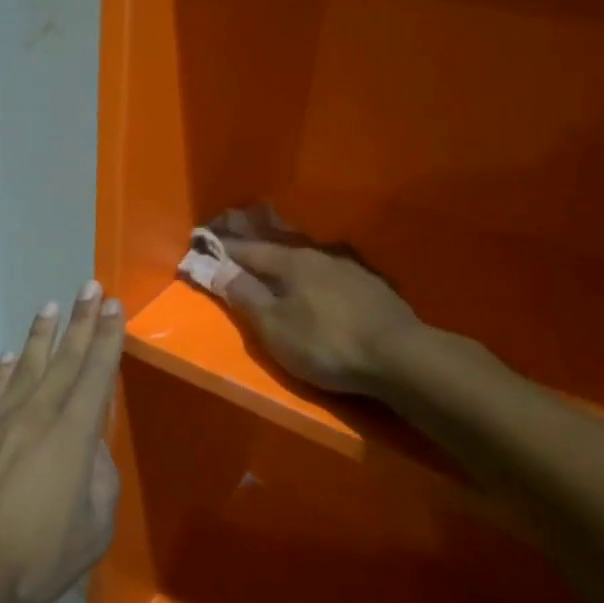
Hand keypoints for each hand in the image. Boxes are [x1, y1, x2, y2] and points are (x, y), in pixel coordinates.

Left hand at [0, 282, 123, 602]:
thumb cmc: (36, 554)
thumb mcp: (93, 528)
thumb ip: (100, 480)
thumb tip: (91, 449)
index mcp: (73, 435)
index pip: (96, 374)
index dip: (108, 338)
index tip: (114, 307)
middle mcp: (38, 414)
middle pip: (65, 359)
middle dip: (82, 321)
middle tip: (91, 287)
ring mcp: (0, 420)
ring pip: (25, 365)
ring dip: (41, 334)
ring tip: (51, 306)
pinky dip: (1, 370)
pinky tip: (7, 356)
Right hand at [221, 238, 424, 398]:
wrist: (401, 357)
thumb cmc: (325, 342)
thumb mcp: (273, 326)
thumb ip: (243, 295)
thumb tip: (215, 267)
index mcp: (290, 261)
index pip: (247, 249)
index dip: (222, 249)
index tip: (202, 244)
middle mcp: (320, 255)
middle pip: (278, 249)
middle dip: (255, 249)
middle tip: (236, 248)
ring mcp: (351, 269)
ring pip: (308, 260)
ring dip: (286, 262)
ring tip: (274, 267)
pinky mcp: (373, 288)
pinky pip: (331, 275)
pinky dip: (313, 277)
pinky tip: (317, 285)